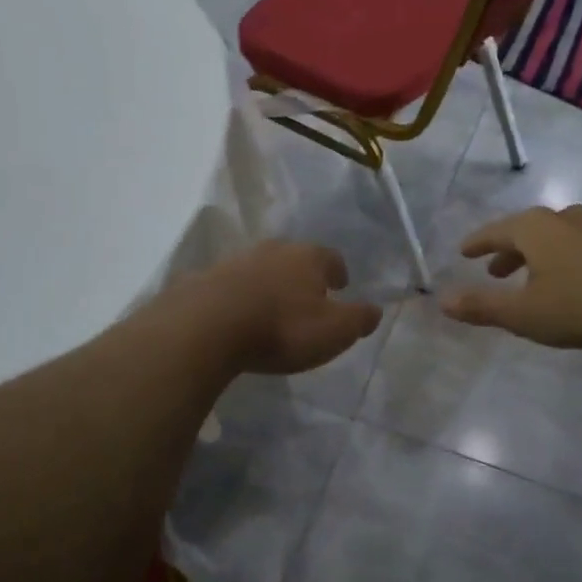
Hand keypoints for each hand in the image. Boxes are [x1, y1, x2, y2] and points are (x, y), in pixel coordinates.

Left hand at [185, 241, 382, 374]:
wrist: (207, 326)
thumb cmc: (282, 328)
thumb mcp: (334, 331)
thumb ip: (358, 319)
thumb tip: (376, 310)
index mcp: (308, 257)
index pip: (331, 258)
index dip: (338, 272)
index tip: (340, 285)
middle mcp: (273, 250)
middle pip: (294, 258)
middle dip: (302, 275)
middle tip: (307, 295)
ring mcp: (236, 261)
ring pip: (261, 268)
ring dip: (269, 284)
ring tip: (273, 306)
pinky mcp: (206, 279)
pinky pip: (231, 285)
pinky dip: (240, 296)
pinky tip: (238, 314)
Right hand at [442, 205, 581, 347]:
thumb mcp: (524, 313)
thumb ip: (482, 306)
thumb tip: (442, 300)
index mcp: (533, 229)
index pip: (494, 232)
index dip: (477, 244)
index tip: (464, 252)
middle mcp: (562, 218)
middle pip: (525, 231)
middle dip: (507, 252)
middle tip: (495, 271)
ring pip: (556, 237)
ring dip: (538, 255)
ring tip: (534, 276)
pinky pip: (581, 245)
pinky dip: (566, 258)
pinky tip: (576, 278)